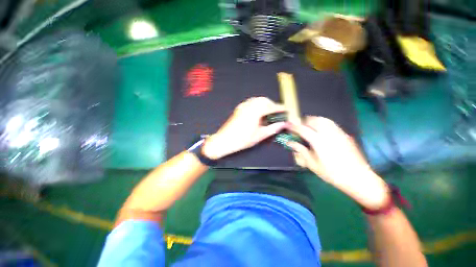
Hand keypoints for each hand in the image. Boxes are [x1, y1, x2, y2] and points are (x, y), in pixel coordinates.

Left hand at [202, 97, 286, 159]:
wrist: (225, 140)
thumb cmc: (242, 140)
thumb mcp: (260, 136)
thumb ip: (273, 128)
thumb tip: (283, 124)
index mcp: (255, 112)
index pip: (271, 107)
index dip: (280, 108)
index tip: (286, 111)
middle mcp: (249, 106)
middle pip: (264, 100)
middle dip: (272, 105)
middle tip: (276, 114)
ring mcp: (243, 106)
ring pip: (257, 100)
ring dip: (264, 104)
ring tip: (268, 114)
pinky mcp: (239, 108)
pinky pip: (251, 102)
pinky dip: (257, 104)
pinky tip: (258, 113)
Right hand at [287, 116, 389, 209]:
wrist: (358, 178)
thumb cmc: (332, 173)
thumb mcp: (312, 164)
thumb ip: (301, 150)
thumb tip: (290, 142)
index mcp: (319, 142)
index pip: (303, 129)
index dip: (294, 126)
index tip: (287, 124)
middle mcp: (329, 134)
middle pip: (314, 120)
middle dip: (304, 121)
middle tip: (298, 126)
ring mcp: (339, 133)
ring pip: (324, 120)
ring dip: (313, 120)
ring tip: (308, 126)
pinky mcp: (345, 135)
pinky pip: (331, 124)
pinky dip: (322, 123)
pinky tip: (321, 130)